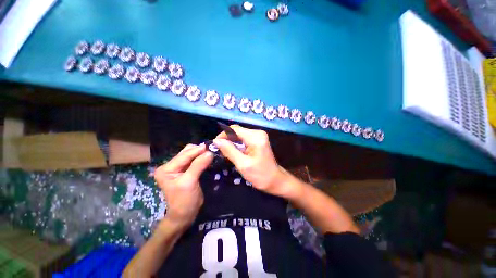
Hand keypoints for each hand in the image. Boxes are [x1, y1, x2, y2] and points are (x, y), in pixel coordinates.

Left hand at [154, 144, 213, 226]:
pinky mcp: (185, 170)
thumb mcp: (190, 182)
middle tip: (212, 150)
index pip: (184, 155)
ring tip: (211, 152)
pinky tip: (208, 157)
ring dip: (201, 153)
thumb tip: (209, 152)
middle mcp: (170, 166)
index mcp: (166, 169)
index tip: (210, 146)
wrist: (184, 215)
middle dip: (199, 150)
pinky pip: (194, 160)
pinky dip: (201, 158)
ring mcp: (178, 168)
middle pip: (186, 152)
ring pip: (191, 155)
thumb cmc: (184, 201)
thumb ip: (198, 165)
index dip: (197, 150)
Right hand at [213, 125, 299, 199]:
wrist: (275, 180)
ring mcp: (259, 136)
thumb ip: (229, 151)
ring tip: (225, 153)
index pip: (234, 129)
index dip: (223, 135)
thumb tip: (216, 141)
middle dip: (227, 139)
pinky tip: (233, 152)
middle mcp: (258, 133)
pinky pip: (244, 139)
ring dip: (231, 143)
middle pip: (237, 131)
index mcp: (255, 137)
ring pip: (239, 135)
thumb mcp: (243, 164)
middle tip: (219, 151)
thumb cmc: (260, 175)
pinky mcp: (258, 140)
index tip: (215, 145)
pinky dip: (237, 144)